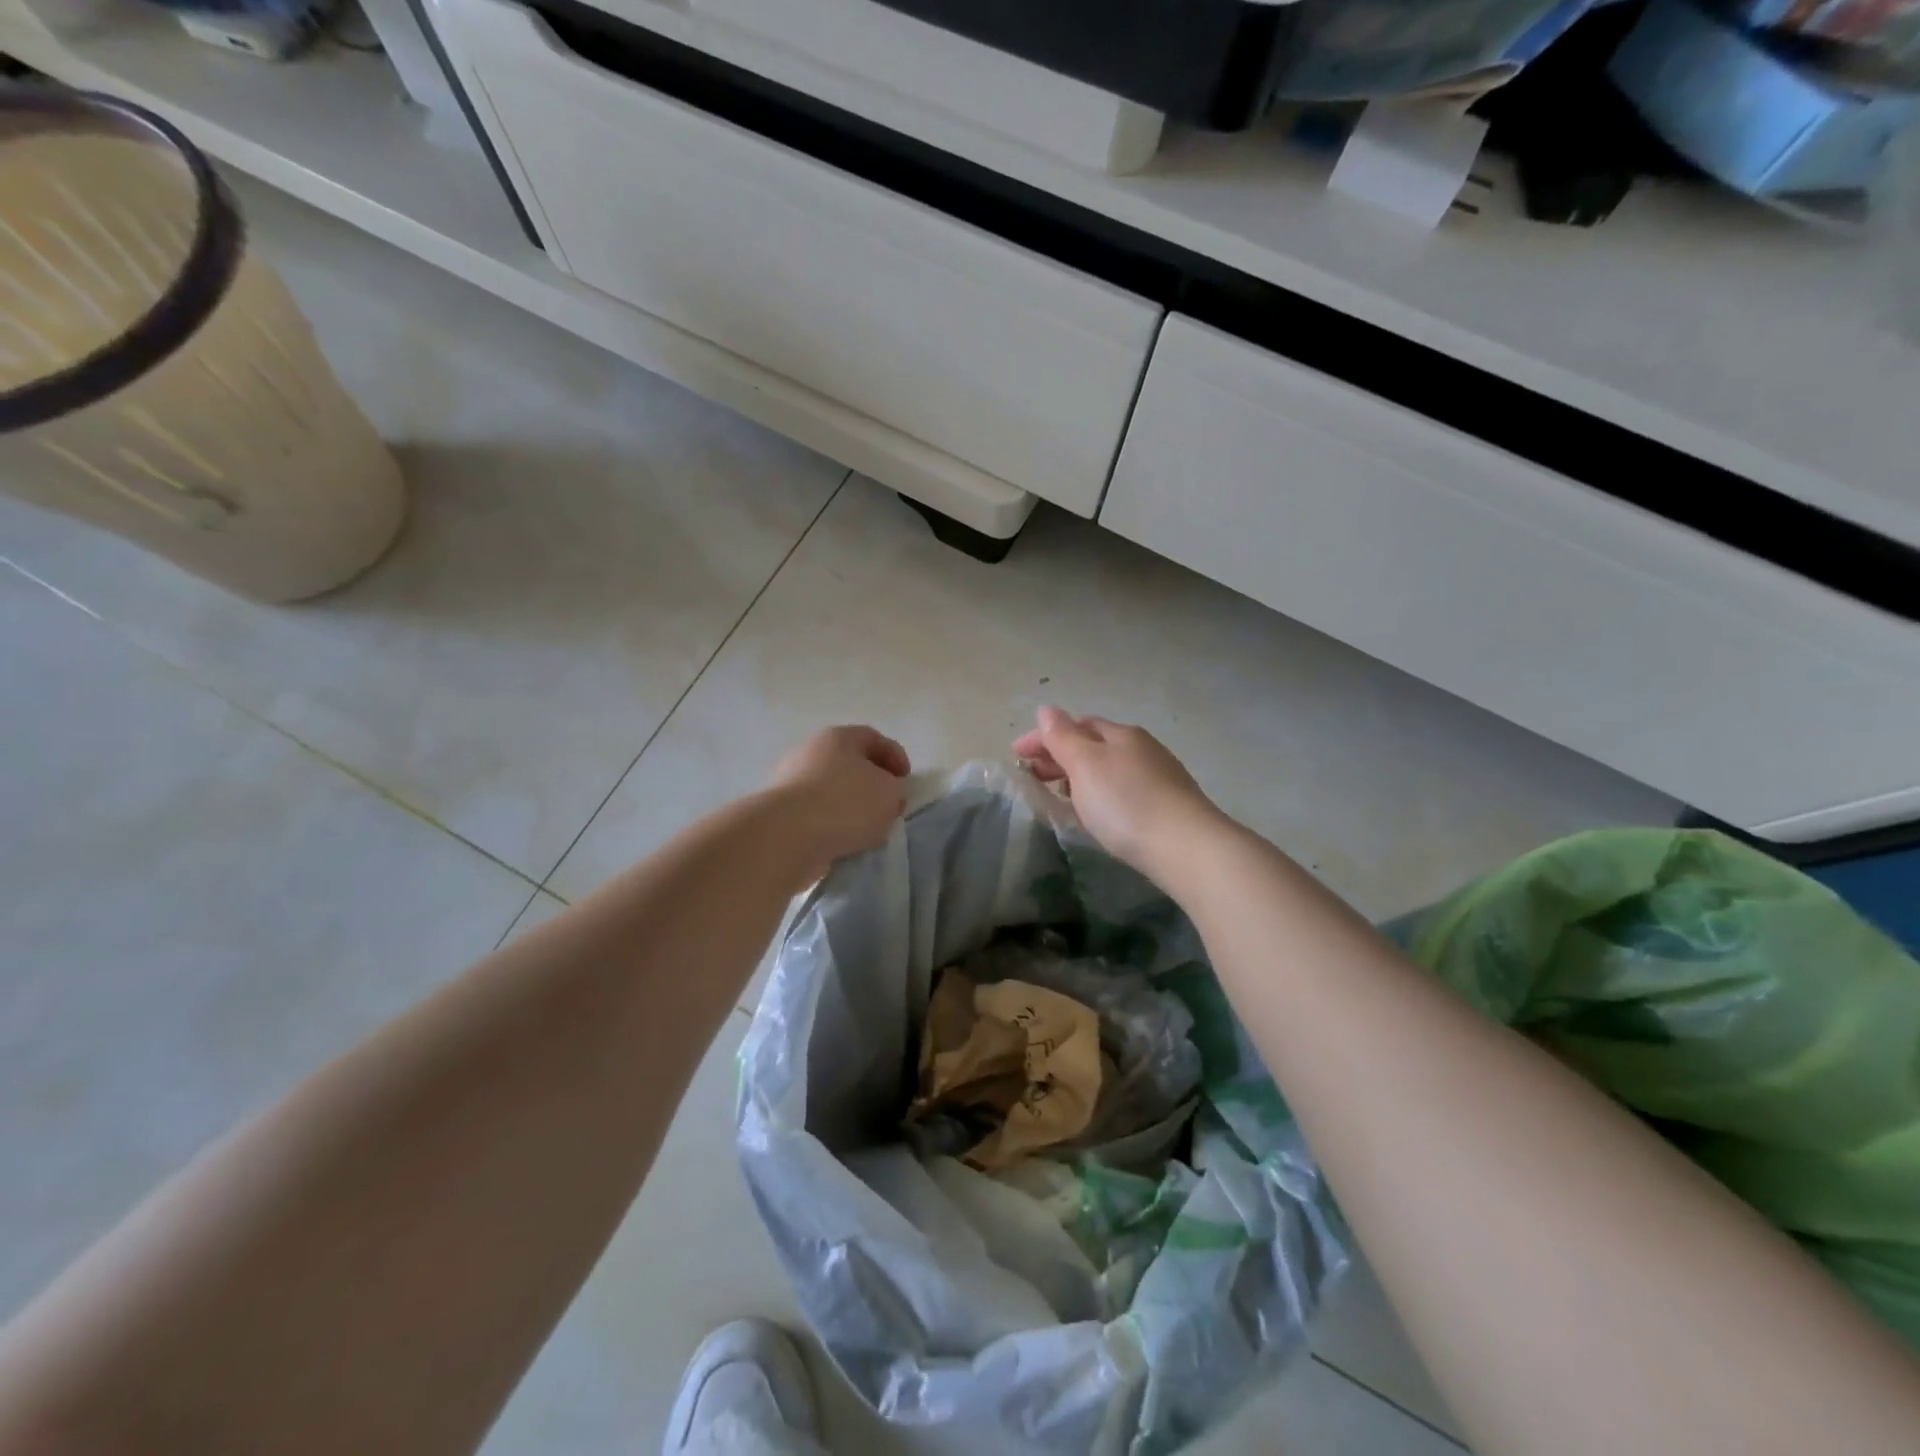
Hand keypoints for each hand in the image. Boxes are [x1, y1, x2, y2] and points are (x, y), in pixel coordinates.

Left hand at [768, 725, 911, 884]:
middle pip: (850, 764)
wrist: (786, 836)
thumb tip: (887, 793)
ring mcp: (790, 781)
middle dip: (873, 785)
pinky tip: (843, 843)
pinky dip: (832, 826)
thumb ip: (896, 789)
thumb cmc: (844, 803)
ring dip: (852, 808)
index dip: (896, 757)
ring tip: (868, 831)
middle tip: (889, 807)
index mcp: (838, 737)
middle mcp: (810, 752)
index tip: (907, 782)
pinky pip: (816, 815)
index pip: (873, 737)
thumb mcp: (889, 793)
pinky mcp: (780, 812)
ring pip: (832, 791)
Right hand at [1012, 707, 1224, 881]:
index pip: (1075, 725)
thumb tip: (1046, 710)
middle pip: (1093, 745)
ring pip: (1108, 769)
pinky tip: (1096, 813)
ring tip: (1059, 798)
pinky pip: (1122, 790)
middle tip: (1033, 778)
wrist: (1186, 848)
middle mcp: (1142, 748)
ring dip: (1079, 777)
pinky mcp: (1167, 806)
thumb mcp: (1086, 765)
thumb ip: (1063, 737)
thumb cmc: (1126, 802)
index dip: (1043, 737)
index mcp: (1120, 734)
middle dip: (1060, 757)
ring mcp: (1158, 777)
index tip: (1015, 756)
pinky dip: (1099, 794)